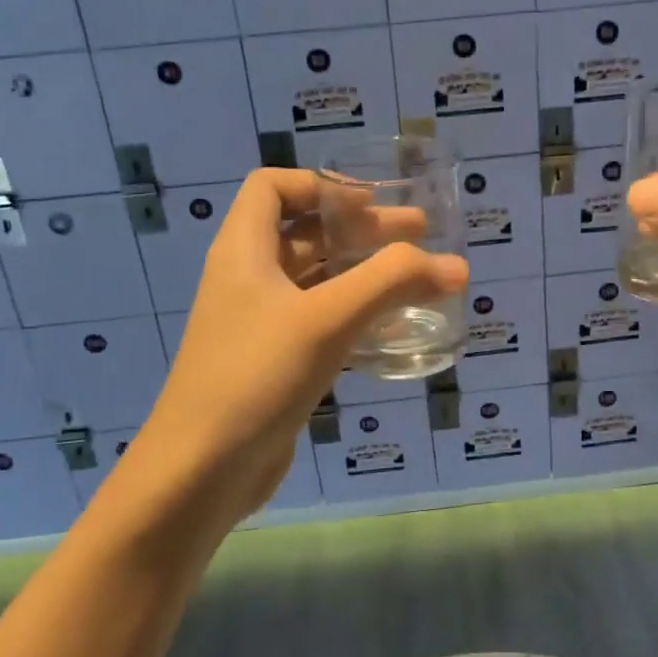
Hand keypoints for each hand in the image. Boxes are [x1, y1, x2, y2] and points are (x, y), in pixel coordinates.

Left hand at [101, 168, 467, 536]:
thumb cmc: (256, 376)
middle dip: (361, 228)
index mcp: (243, 250)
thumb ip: (392, 283)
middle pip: (305, 233)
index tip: (371, 202)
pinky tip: (393, 330)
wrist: (201, 471)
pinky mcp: (274, 363)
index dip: (320, 185)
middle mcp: (247, 279)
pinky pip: (319, 323)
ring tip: (418, 278)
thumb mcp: (327, 319)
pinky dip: (355, 315)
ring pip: (316, 280)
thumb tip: (457, 266)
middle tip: (419, 234)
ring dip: (363, 273)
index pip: (272, 187)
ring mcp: (259, 324)